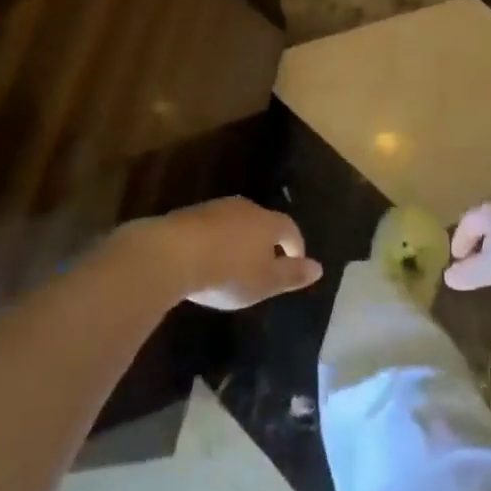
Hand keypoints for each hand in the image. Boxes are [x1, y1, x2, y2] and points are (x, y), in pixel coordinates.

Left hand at [121, 198, 322, 310]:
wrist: (171, 254)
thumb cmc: (227, 272)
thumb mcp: (264, 282)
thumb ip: (292, 275)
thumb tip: (318, 268)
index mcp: (268, 222)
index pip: (290, 229)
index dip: (295, 247)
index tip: (294, 265)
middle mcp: (245, 208)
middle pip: (263, 222)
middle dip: (267, 242)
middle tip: (264, 266)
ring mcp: (215, 208)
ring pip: (236, 223)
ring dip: (239, 241)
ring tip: (234, 265)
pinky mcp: (189, 215)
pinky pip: (212, 228)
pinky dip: (216, 241)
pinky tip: (207, 260)